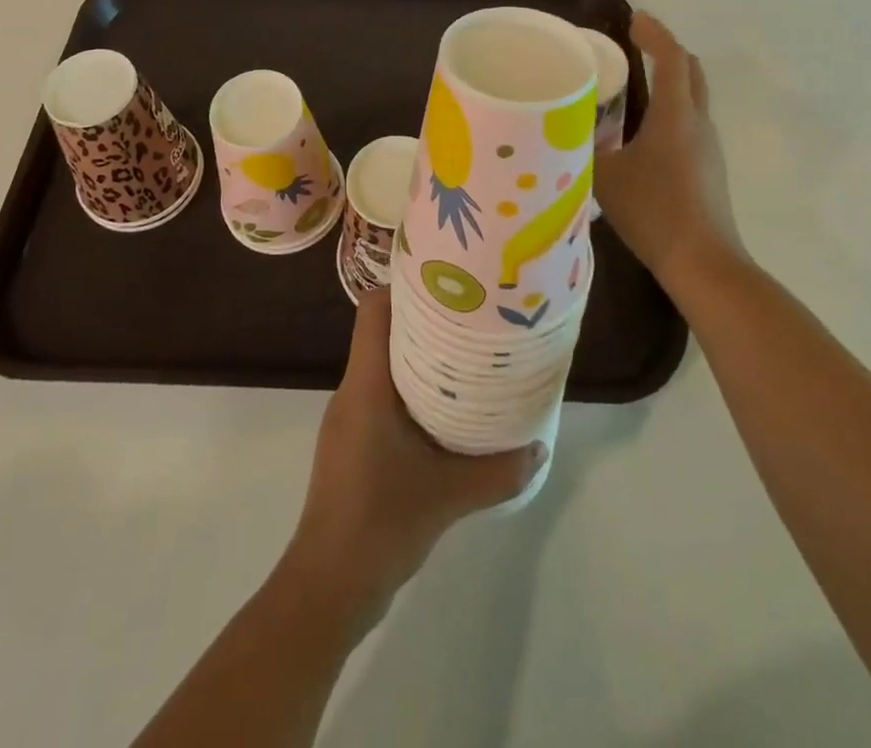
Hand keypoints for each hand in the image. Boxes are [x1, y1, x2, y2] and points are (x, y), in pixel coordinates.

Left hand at [282, 291, 545, 630]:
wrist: (329, 586)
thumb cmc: (380, 523)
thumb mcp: (449, 496)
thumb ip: (498, 471)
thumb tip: (541, 446)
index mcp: (366, 385)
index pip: (373, 310)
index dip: (404, 287)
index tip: (445, 285)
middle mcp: (353, 391)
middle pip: (382, 333)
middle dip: (424, 321)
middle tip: (470, 319)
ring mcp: (349, 419)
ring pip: (383, 367)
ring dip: (419, 359)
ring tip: (465, 360)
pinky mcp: (352, 444)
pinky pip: (382, 398)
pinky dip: (411, 392)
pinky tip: (445, 413)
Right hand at [594, 12, 742, 286]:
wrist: (703, 262)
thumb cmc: (653, 211)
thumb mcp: (605, 176)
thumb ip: (584, 147)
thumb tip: (566, 127)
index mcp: (676, 115)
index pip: (671, 58)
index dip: (654, 33)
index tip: (635, 18)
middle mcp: (698, 122)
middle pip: (690, 71)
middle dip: (666, 51)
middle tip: (635, 45)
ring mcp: (709, 146)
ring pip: (693, 97)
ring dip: (669, 80)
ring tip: (634, 84)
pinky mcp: (710, 167)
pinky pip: (690, 121)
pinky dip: (671, 108)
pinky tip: (644, 130)